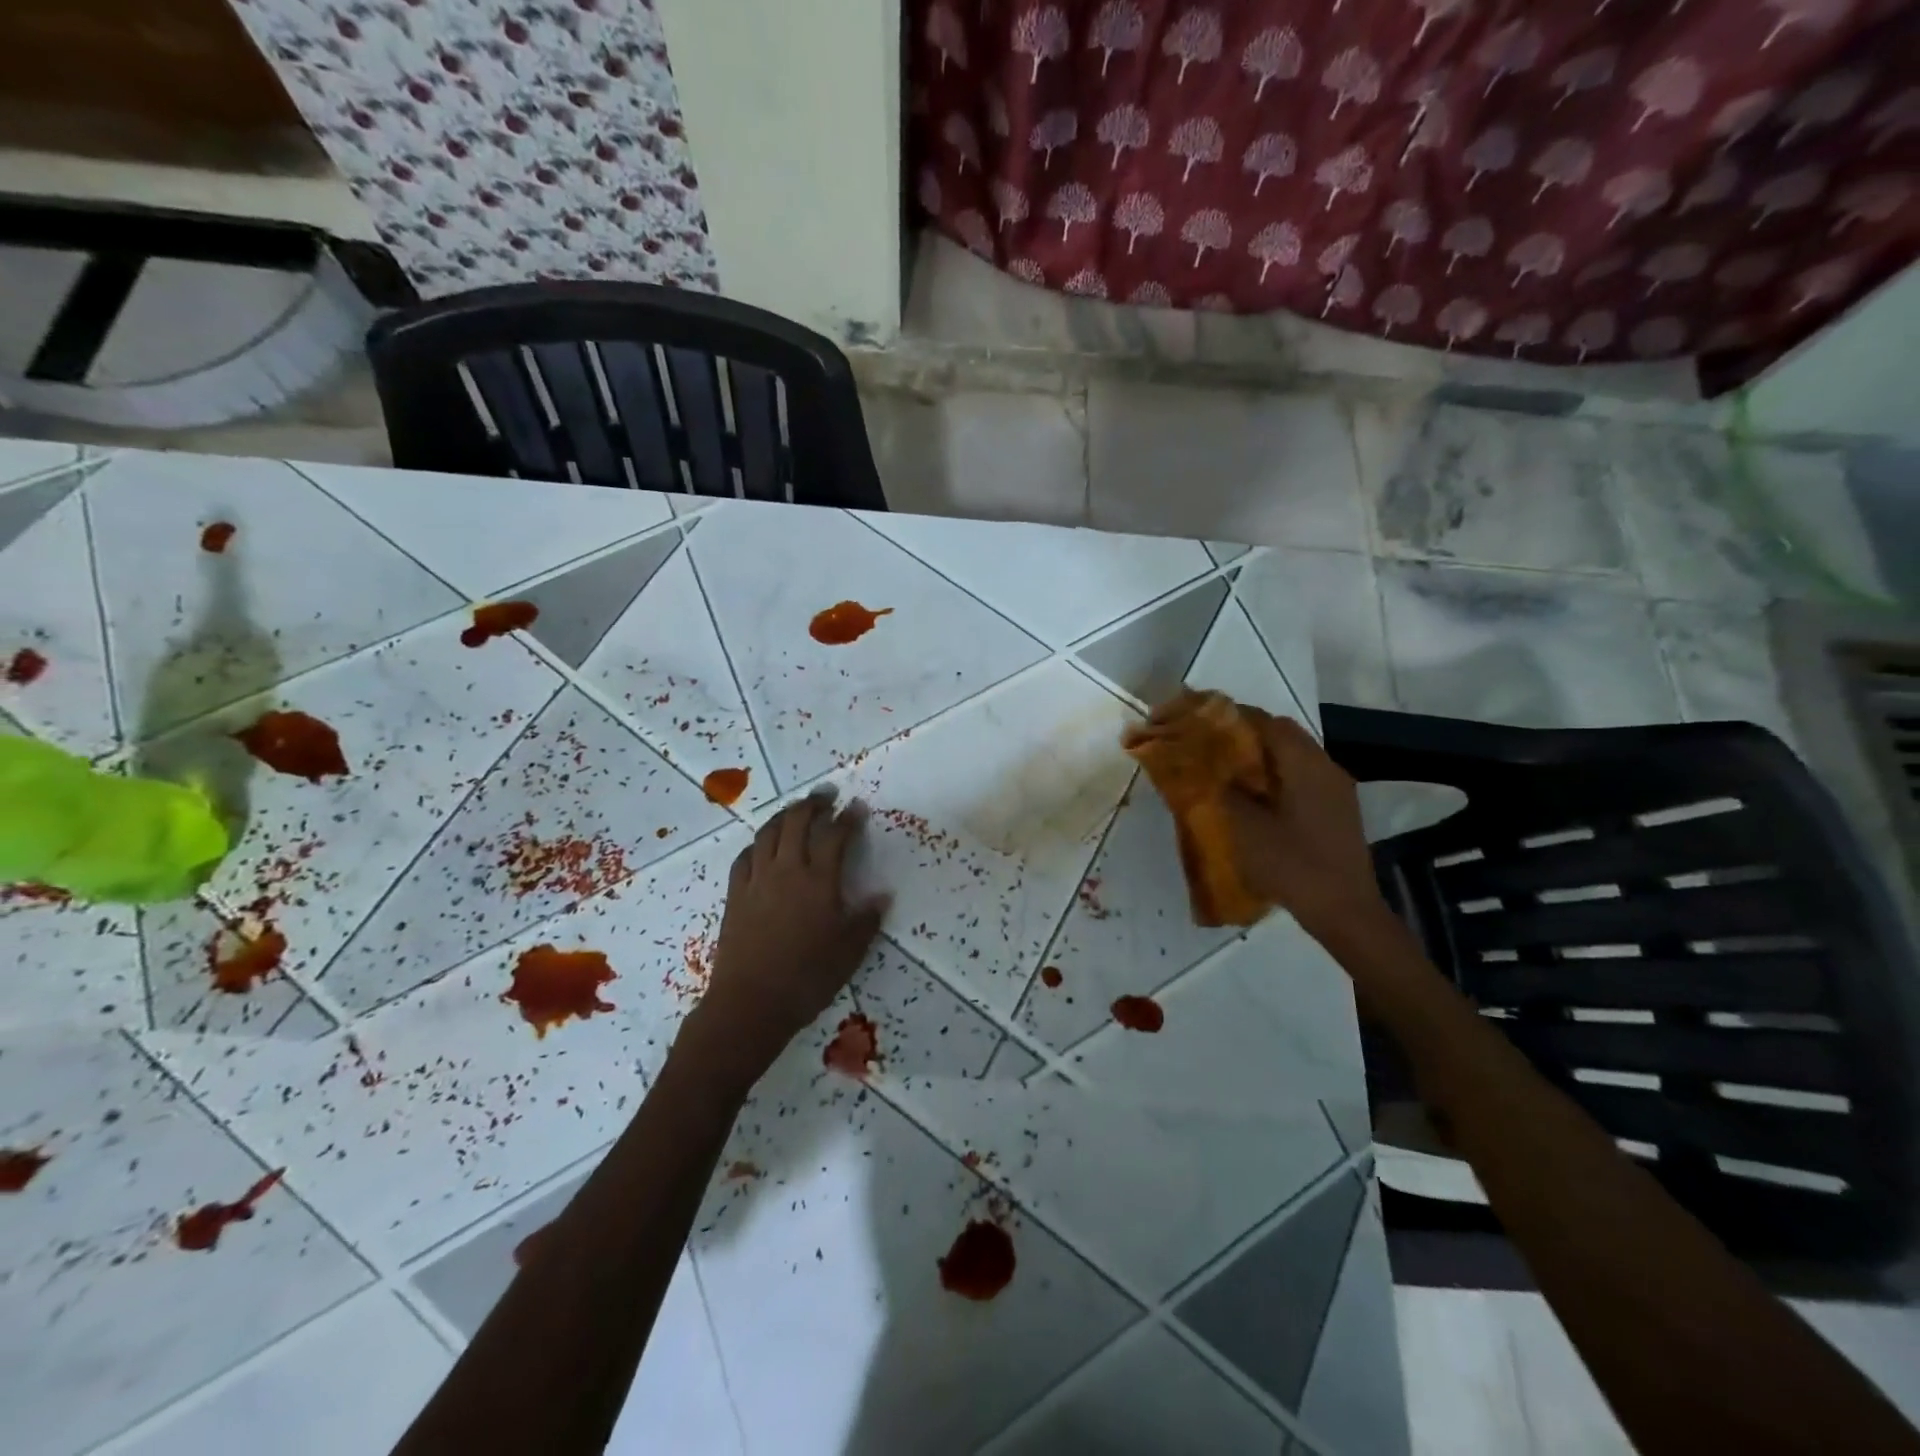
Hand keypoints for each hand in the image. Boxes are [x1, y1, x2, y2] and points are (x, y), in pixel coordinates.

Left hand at [687, 790, 887, 1077]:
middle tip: (826, 796)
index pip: (835, 836)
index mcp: (819, 881)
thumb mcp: (849, 952)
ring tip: (796, 810)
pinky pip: (745, 857)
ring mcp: (757, 880)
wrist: (750, 1004)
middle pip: (797, 822)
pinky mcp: (735, 895)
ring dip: (784, 815)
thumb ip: (866, 920)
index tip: (857, 806)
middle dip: (813, 804)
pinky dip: (757, 843)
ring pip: (768, 833)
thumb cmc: (807, 978)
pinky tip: (763, 845)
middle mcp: (786, 871)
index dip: (848, 818)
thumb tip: (882, 895)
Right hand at [1221, 710, 1388, 939]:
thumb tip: (1202, 765)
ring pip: (1291, 755)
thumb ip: (1222, 789)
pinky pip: (1300, 776)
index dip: (1229, 716)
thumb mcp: (1245, 827)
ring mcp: (1335, 788)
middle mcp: (1324, 766)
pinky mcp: (1336, 808)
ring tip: (1225, 770)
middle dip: (1243, 734)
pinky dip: (1274, 775)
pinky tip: (1253, 797)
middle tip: (1208, 746)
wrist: (1345, 911)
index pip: (1265, 721)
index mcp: (1304, 764)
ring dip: (1259, 756)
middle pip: (1281, 733)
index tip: (1198, 722)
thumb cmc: (1293, 865)